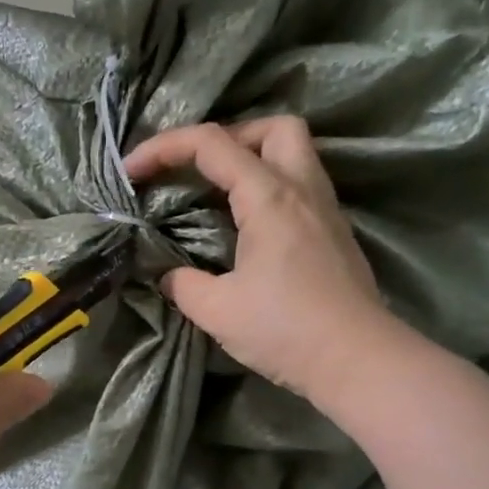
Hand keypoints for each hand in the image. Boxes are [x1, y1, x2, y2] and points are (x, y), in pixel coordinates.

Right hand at [123, 118, 414, 412]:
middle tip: (197, 168)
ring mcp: (325, 209)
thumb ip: (183, 284)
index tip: (130, 172)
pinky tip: (246, 226)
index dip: (163, 148)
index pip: (211, 144)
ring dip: (252, 159)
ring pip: (294, 154)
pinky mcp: (334, 233)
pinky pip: (299, 186)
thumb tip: (168, 276)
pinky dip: (268, 189)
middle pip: (273, 128)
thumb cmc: (285, 330)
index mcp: (270, 197)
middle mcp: (302, 189)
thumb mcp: (217, 310)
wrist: (357, 361)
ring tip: (217, 193)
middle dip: (228, 135)